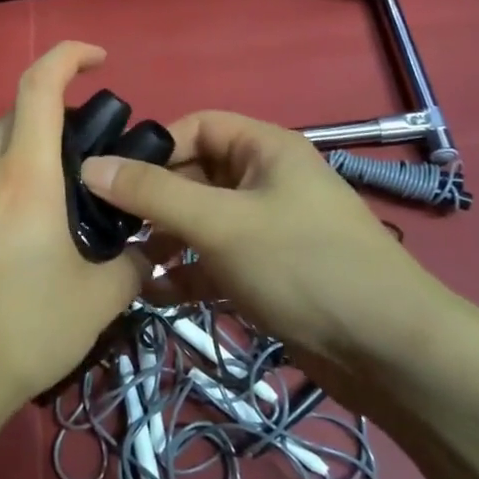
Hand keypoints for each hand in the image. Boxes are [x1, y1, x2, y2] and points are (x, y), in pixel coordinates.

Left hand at [0, 42, 146, 427]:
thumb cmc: (24, 329)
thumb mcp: (98, 300)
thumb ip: (134, 265)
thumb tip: (150, 251)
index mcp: (24, 176)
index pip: (39, 86)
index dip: (68, 56)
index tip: (99, 58)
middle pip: (14, 116)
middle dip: (52, 116)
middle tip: (87, 155)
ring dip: (25, 160)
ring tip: (54, 210)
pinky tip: (12, 246)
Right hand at [80, 112, 454, 382]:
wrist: (388, 351)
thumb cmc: (301, 264)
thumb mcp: (219, 223)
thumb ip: (152, 194)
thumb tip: (89, 166)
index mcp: (264, 149)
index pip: (196, 126)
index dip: (154, 147)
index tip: (111, 177)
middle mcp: (266, 181)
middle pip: (195, 176)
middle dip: (152, 200)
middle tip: (105, 225)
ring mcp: (268, 229)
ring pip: (201, 222)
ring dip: (164, 240)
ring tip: (121, 262)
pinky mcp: (269, 273)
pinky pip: (215, 261)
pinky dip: (186, 273)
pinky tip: (152, 295)